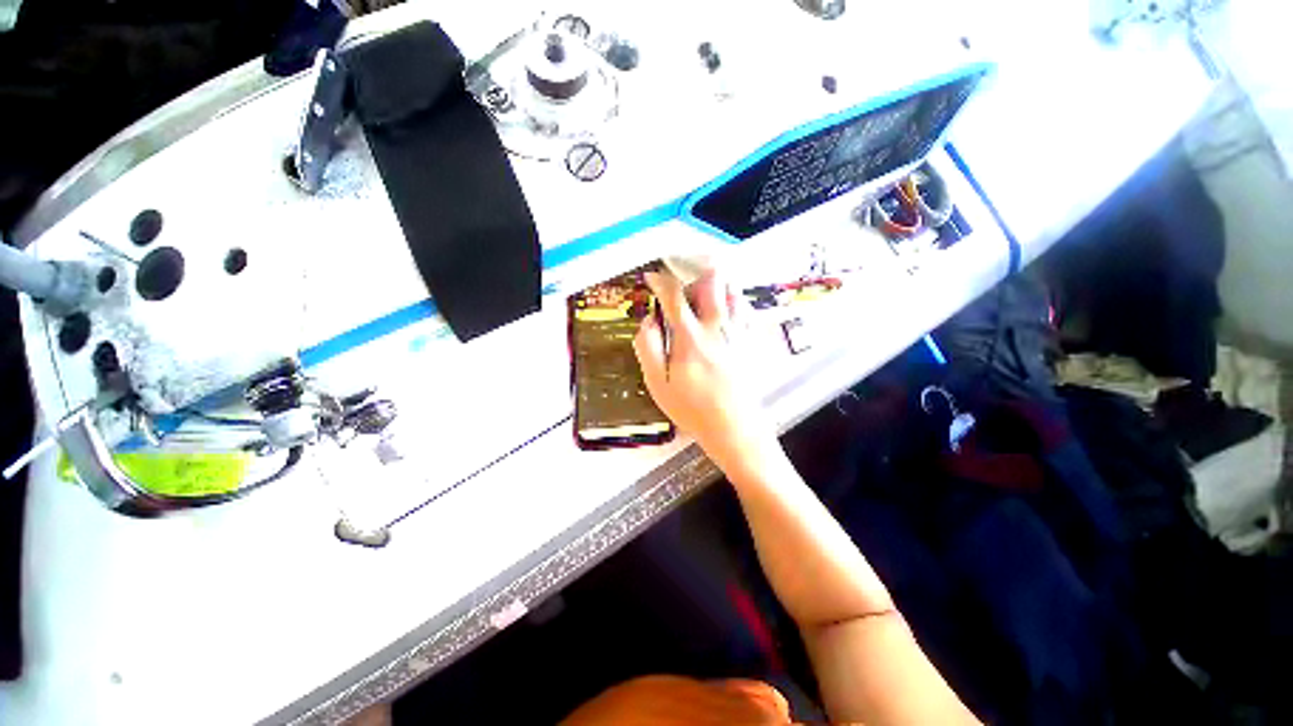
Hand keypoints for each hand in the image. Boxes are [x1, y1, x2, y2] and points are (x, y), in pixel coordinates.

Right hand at [634, 268, 771, 468]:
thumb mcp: (658, 384)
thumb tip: (649, 320)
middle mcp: (718, 326)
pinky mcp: (752, 340)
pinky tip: (723, 314)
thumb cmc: (692, 409)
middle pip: (711, 279)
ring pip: (731, 288)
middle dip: (692, 275)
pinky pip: (745, 306)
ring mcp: (739, 331)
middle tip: (682, 291)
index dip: (660, 280)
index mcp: (691, 337)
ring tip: (702, 299)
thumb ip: (648, 347)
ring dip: (715, 285)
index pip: (674, 294)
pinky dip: (732, 300)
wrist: (734, 428)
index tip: (652, 277)